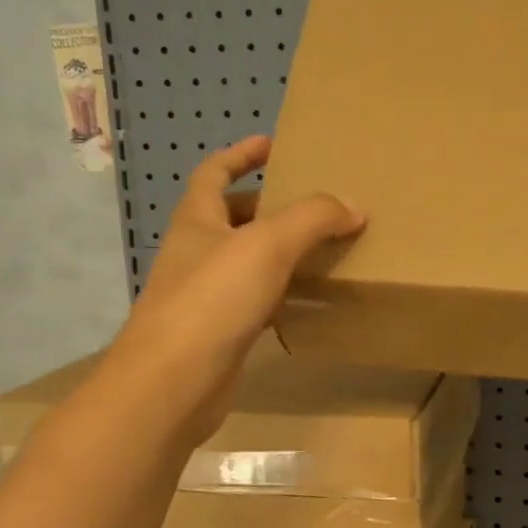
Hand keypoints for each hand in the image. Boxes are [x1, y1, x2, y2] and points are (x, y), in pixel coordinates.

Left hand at [115, 135, 362, 443]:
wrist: (173, 382)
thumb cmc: (213, 300)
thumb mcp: (268, 245)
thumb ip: (313, 219)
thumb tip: (354, 206)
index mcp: (197, 220)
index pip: (214, 172)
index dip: (242, 154)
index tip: (273, 145)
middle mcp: (197, 253)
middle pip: (231, 217)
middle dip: (267, 206)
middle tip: (312, 204)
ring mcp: (205, 295)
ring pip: (246, 262)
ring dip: (278, 252)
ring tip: (321, 248)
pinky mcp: (220, 333)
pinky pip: (255, 301)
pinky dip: (280, 294)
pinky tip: (307, 300)